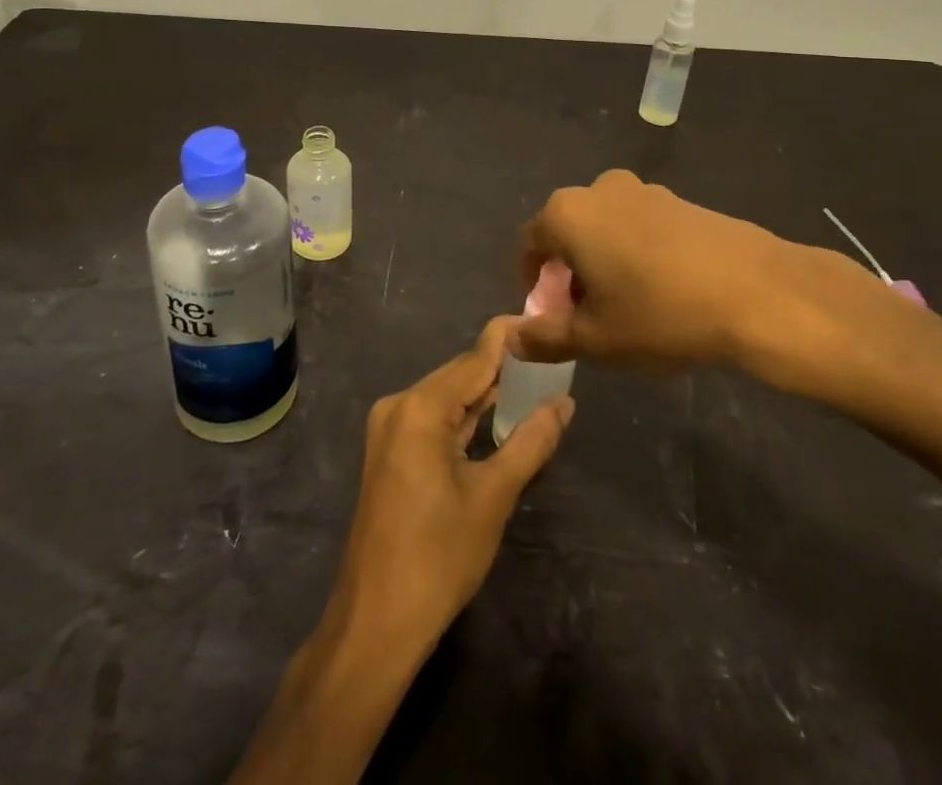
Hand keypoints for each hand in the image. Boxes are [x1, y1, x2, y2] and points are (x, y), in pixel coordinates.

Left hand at [326, 317, 573, 653]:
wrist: (376, 620)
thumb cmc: (438, 556)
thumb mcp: (493, 496)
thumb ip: (531, 441)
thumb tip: (564, 402)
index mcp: (420, 407)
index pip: (475, 357)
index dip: (509, 338)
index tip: (542, 321)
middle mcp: (399, 405)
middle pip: (459, 373)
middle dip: (502, 367)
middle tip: (548, 359)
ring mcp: (390, 428)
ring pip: (447, 396)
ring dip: (485, 393)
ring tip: (533, 382)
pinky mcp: (389, 450)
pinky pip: (434, 418)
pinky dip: (464, 416)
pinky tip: (495, 416)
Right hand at [514, 170, 893, 392]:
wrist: (758, 292)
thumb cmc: (661, 314)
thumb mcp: (596, 339)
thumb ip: (545, 336)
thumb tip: (511, 337)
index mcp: (568, 214)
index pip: (530, 243)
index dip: (534, 283)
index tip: (553, 316)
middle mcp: (599, 189)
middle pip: (567, 231)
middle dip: (569, 273)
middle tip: (588, 316)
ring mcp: (643, 190)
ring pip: (604, 228)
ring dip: (602, 262)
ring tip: (628, 307)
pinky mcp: (679, 200)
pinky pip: (639, 225)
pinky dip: (635, 252)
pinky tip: (663, 290)